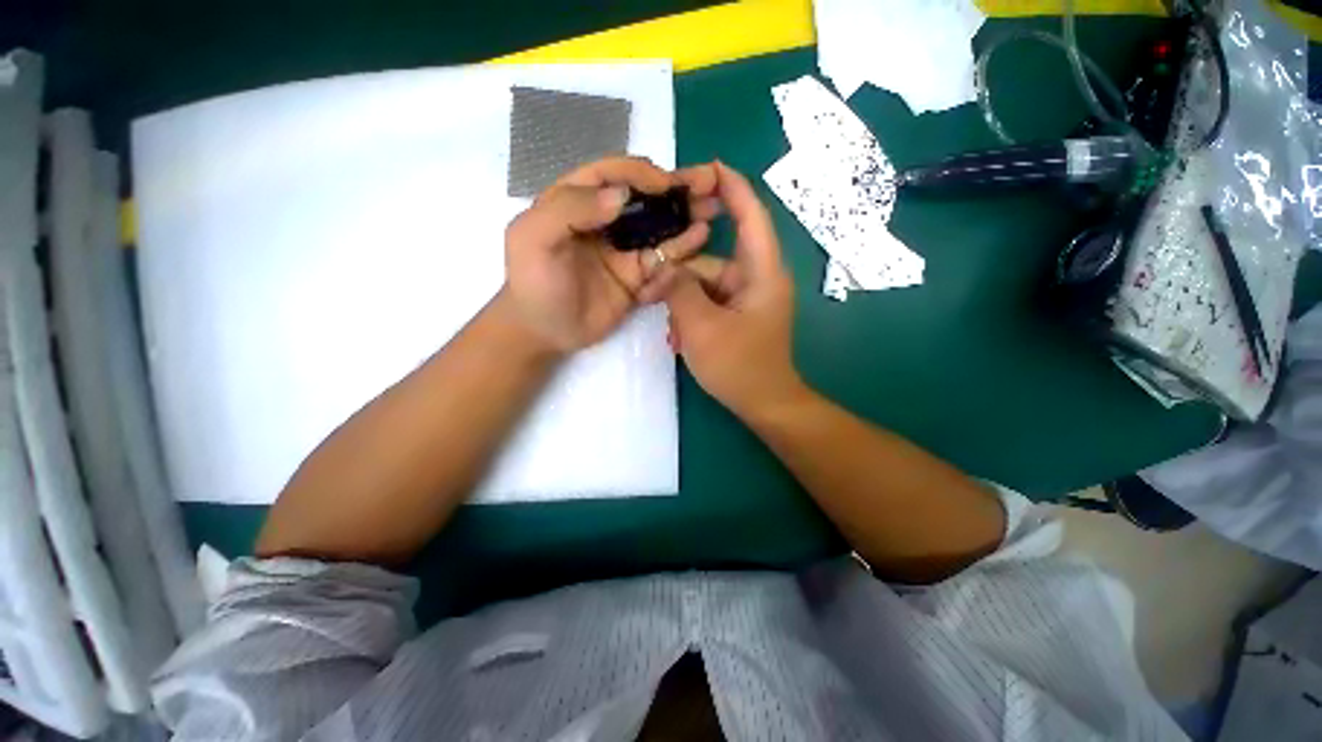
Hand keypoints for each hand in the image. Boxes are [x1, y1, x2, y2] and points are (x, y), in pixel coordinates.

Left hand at [503, 156, 719, 352]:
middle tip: (708, 183)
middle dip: (675, 188)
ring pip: (658, 226)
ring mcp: (623, 249)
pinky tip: (700, 239)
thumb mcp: (534, 238)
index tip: (668, 182)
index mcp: (576, 200)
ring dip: (685, 216)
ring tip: (712, 209)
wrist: (544, 332)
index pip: (613, 174)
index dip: (642, 173)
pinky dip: (680, 250)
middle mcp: (604, 220)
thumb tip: (621, 196)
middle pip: (644, 197)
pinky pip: (661, 260)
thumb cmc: (534, 283)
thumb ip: (570, 208)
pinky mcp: (636, 276)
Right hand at [650, 163, 804, 416]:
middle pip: (714, 257)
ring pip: (706, 283)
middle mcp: (756, 278)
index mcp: (761, 272)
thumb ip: (679, 290)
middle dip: (682, 268)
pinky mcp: (737, 315)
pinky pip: (709, 302)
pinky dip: (692, 314)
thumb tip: (663, 268)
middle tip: (651, 278)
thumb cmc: (740, 366)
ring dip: (683, 299)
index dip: (731, 187)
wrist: (764, 405)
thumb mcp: (702, 327)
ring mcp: (746, 298)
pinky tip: (677, 336)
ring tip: (666, 324)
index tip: (705, 168)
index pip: (751, 215)